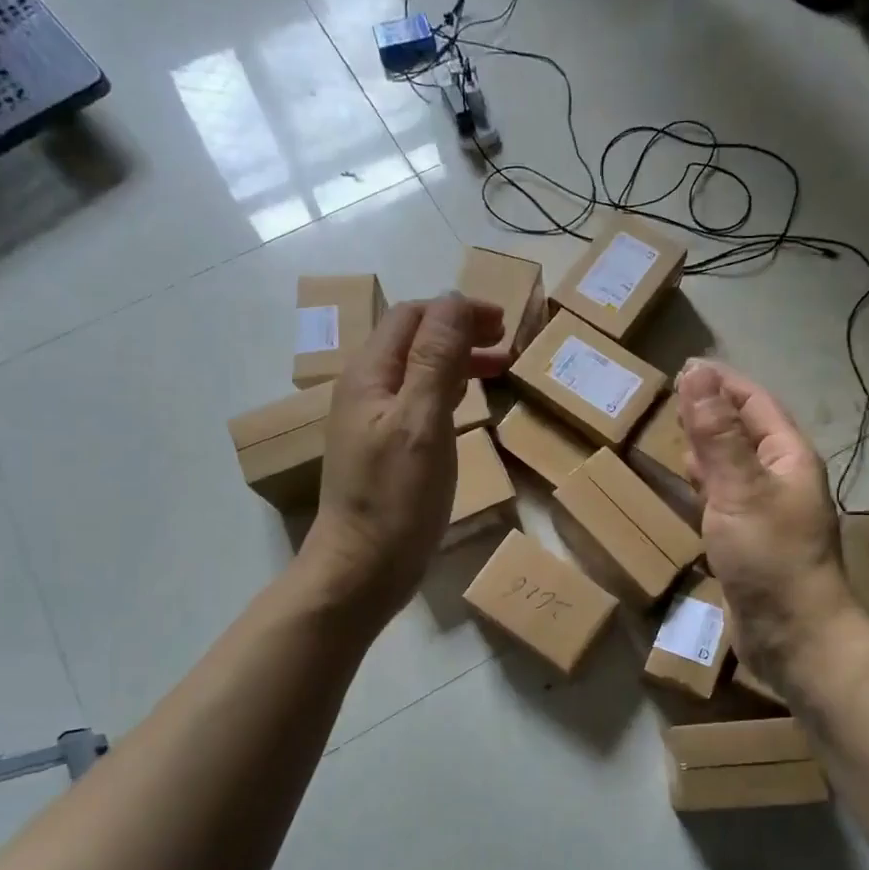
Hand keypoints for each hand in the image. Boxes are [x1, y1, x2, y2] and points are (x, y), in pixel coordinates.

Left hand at [302, 294, 504, 622]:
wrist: (362, 569)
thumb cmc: (396, 498)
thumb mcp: (422, 422)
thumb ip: (436, 359)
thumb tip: (454, 300)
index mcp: (370, 376)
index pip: (412, 317)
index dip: (456, 311)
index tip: (502, 322)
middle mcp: (366, 390)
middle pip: (413, 340)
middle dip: (459, 331)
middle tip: (506, 342)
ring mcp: (374, 422)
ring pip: (418, 372)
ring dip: (457, 360)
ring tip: (499, 367)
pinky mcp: (386, 449)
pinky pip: (418, 402)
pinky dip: (449, 391)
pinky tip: (468, 404)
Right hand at [677, 360, 855, 689]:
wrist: (793, 636)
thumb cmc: (770, 557)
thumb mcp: (739, 489)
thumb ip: (717, 434)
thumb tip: (697, 373)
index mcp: (788, 456)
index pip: (754, 402)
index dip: (721, 382)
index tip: (683, 367)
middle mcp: (780, 477)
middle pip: (743, 430)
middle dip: (710, 410)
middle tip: (669, 397)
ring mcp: (765, 510)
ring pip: (732, 464)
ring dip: (706, 446)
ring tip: (673, 432)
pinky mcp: (749, 539)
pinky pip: (725, 497)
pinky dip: (705, 483)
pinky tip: (687, 484)